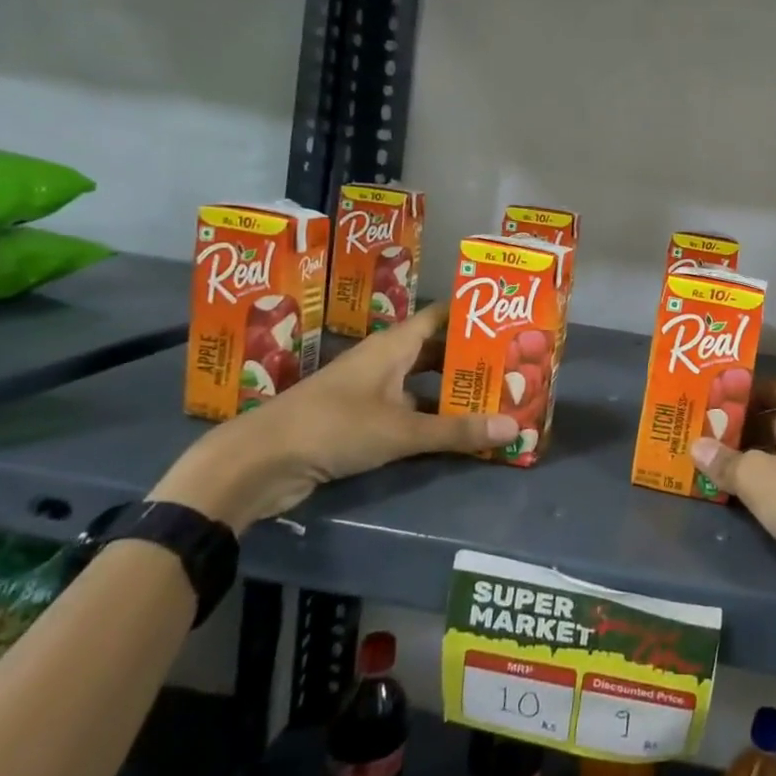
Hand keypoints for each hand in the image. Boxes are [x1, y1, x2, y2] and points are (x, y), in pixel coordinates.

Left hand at [152, 303, 517, 530]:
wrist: (260, 462)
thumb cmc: (334, 427)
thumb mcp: (401, 430)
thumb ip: (456, 430)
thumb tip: (515, 427)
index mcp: (393, 345)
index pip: (441, 316)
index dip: (473, 314)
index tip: (509, 317)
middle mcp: (384, 360)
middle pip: (436, 349)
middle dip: (471, 356)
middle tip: (514, 363)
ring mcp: (371, 390)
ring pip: (422, 381)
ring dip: (453, 389)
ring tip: (496, 394)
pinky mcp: (360, 419)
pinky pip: (408, 409)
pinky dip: (432, 415)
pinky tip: (457, 428)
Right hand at [690, 376, 775, 624]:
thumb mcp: (757, 478)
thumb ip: (726, 461)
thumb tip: (696, 445)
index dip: (757, 388)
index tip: (725, 400)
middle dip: (751, 425)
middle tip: (713, 434)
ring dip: (761, 459)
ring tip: (722, 466)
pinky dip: (775, 488)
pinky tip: (750, 501)